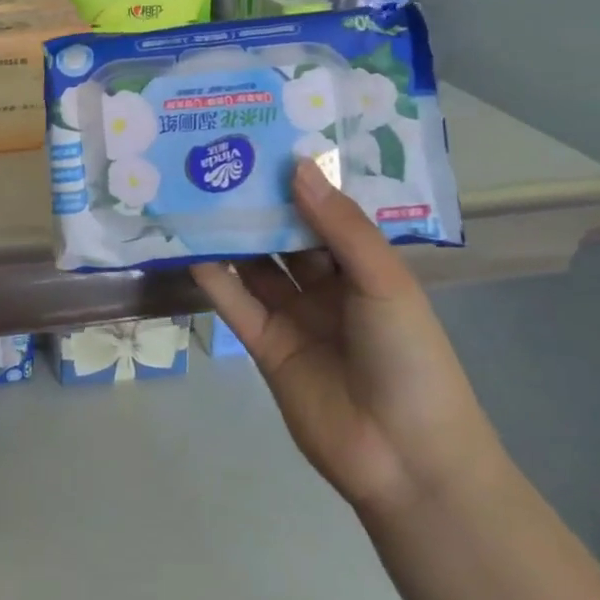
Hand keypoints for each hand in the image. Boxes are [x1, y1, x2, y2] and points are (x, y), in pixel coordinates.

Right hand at [193, 161, 505, 523]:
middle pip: (284, 236)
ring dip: (230, 235)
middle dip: (257, 203)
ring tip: (195, 193)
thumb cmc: (409, 356)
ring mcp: (293, 316)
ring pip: (255, 265)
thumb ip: (340, 225)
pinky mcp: (265, 346)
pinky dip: (214, 278)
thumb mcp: (384, 281)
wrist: (405, 458)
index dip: (297, 181)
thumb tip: (298, 166)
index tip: (263, 142)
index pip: (324, 213)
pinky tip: (190, 248)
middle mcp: (326, 286)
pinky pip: (236, 304)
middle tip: (218, 159)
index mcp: (363, 266)